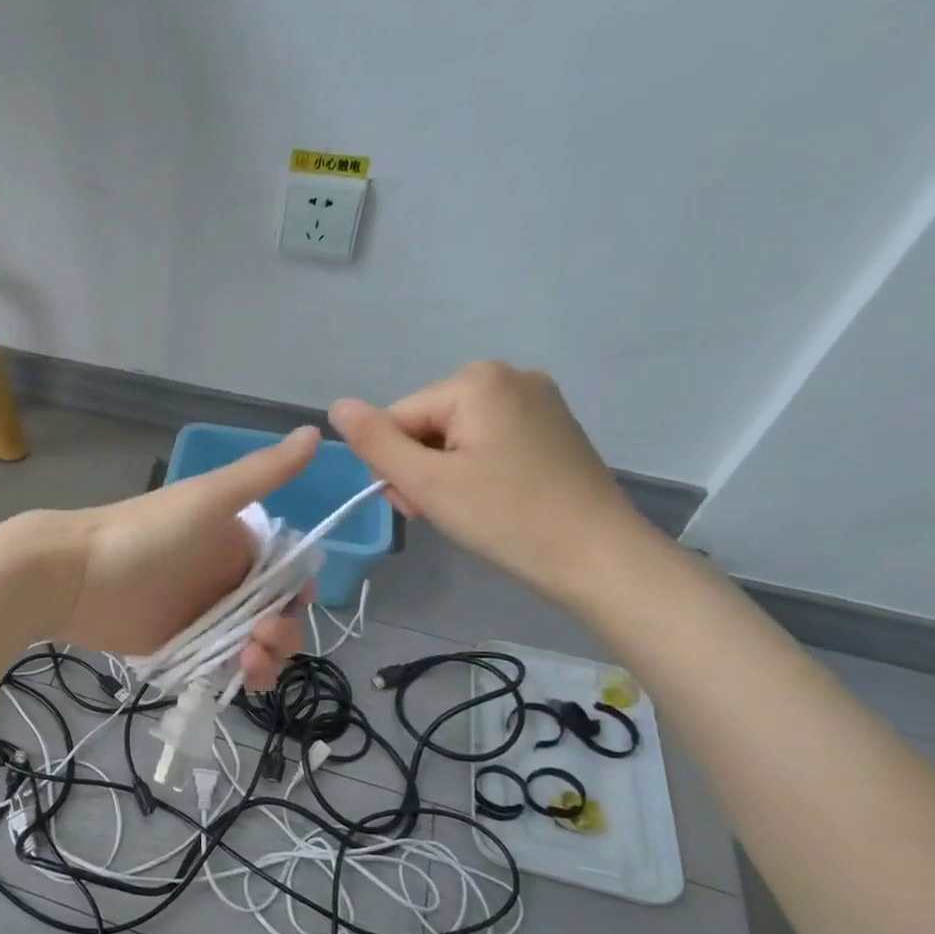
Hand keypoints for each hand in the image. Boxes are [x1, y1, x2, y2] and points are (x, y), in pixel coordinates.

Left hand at [39, 426, 318, 687]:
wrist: (74, 574)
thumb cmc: (146, 534)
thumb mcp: (209, 498)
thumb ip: (263, 473)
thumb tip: (318, 430)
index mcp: (238, 545)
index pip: (288, 576)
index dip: (298, 596)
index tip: (293, 610)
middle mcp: (225, 580)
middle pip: (275, 615)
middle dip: (283, 633)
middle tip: (263, 642)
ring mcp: (203, 616)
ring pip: (253, 643)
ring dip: (266, 658)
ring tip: (249, 665)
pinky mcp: (181, 646)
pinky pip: (222, 665)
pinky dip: (238, 674)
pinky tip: (237, 678)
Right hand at [328, 362, 652, 604]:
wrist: (598, 557)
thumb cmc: (506, 517)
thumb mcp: (427, 482)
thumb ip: (375, 442)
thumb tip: (336, 406)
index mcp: (476, 380)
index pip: (397, 419)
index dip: (394, 466)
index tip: (417, 506)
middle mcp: (508, 376)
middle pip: (426, 424)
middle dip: (420, 469)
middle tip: (441, 511)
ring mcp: (536, 400)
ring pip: (454, 436)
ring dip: (444, 474)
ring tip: (467, 509)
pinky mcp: (551, 428)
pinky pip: (487, 441)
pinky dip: (475, 471)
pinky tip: (492, 499)